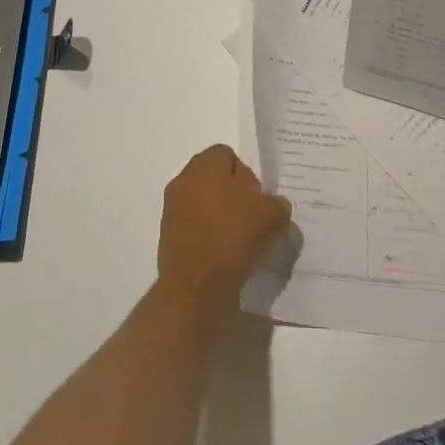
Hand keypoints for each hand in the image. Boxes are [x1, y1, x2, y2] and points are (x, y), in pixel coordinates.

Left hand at [156, 145, 291, 309]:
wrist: (196, 287)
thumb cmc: (233, 237)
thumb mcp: (271, 216)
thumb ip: (277, 204)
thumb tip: (274, 205)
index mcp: (205, 164)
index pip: (229, 156)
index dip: (248, 176)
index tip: (259, 202)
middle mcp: (184, 179)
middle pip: (215, 180)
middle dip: (234, 196)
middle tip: (253, 221)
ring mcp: (172, 208)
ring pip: (204, 205)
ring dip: (221, 218)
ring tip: (241, 244)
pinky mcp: (168, 237)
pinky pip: (195, 228)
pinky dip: (208, 238)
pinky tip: (224, 258)